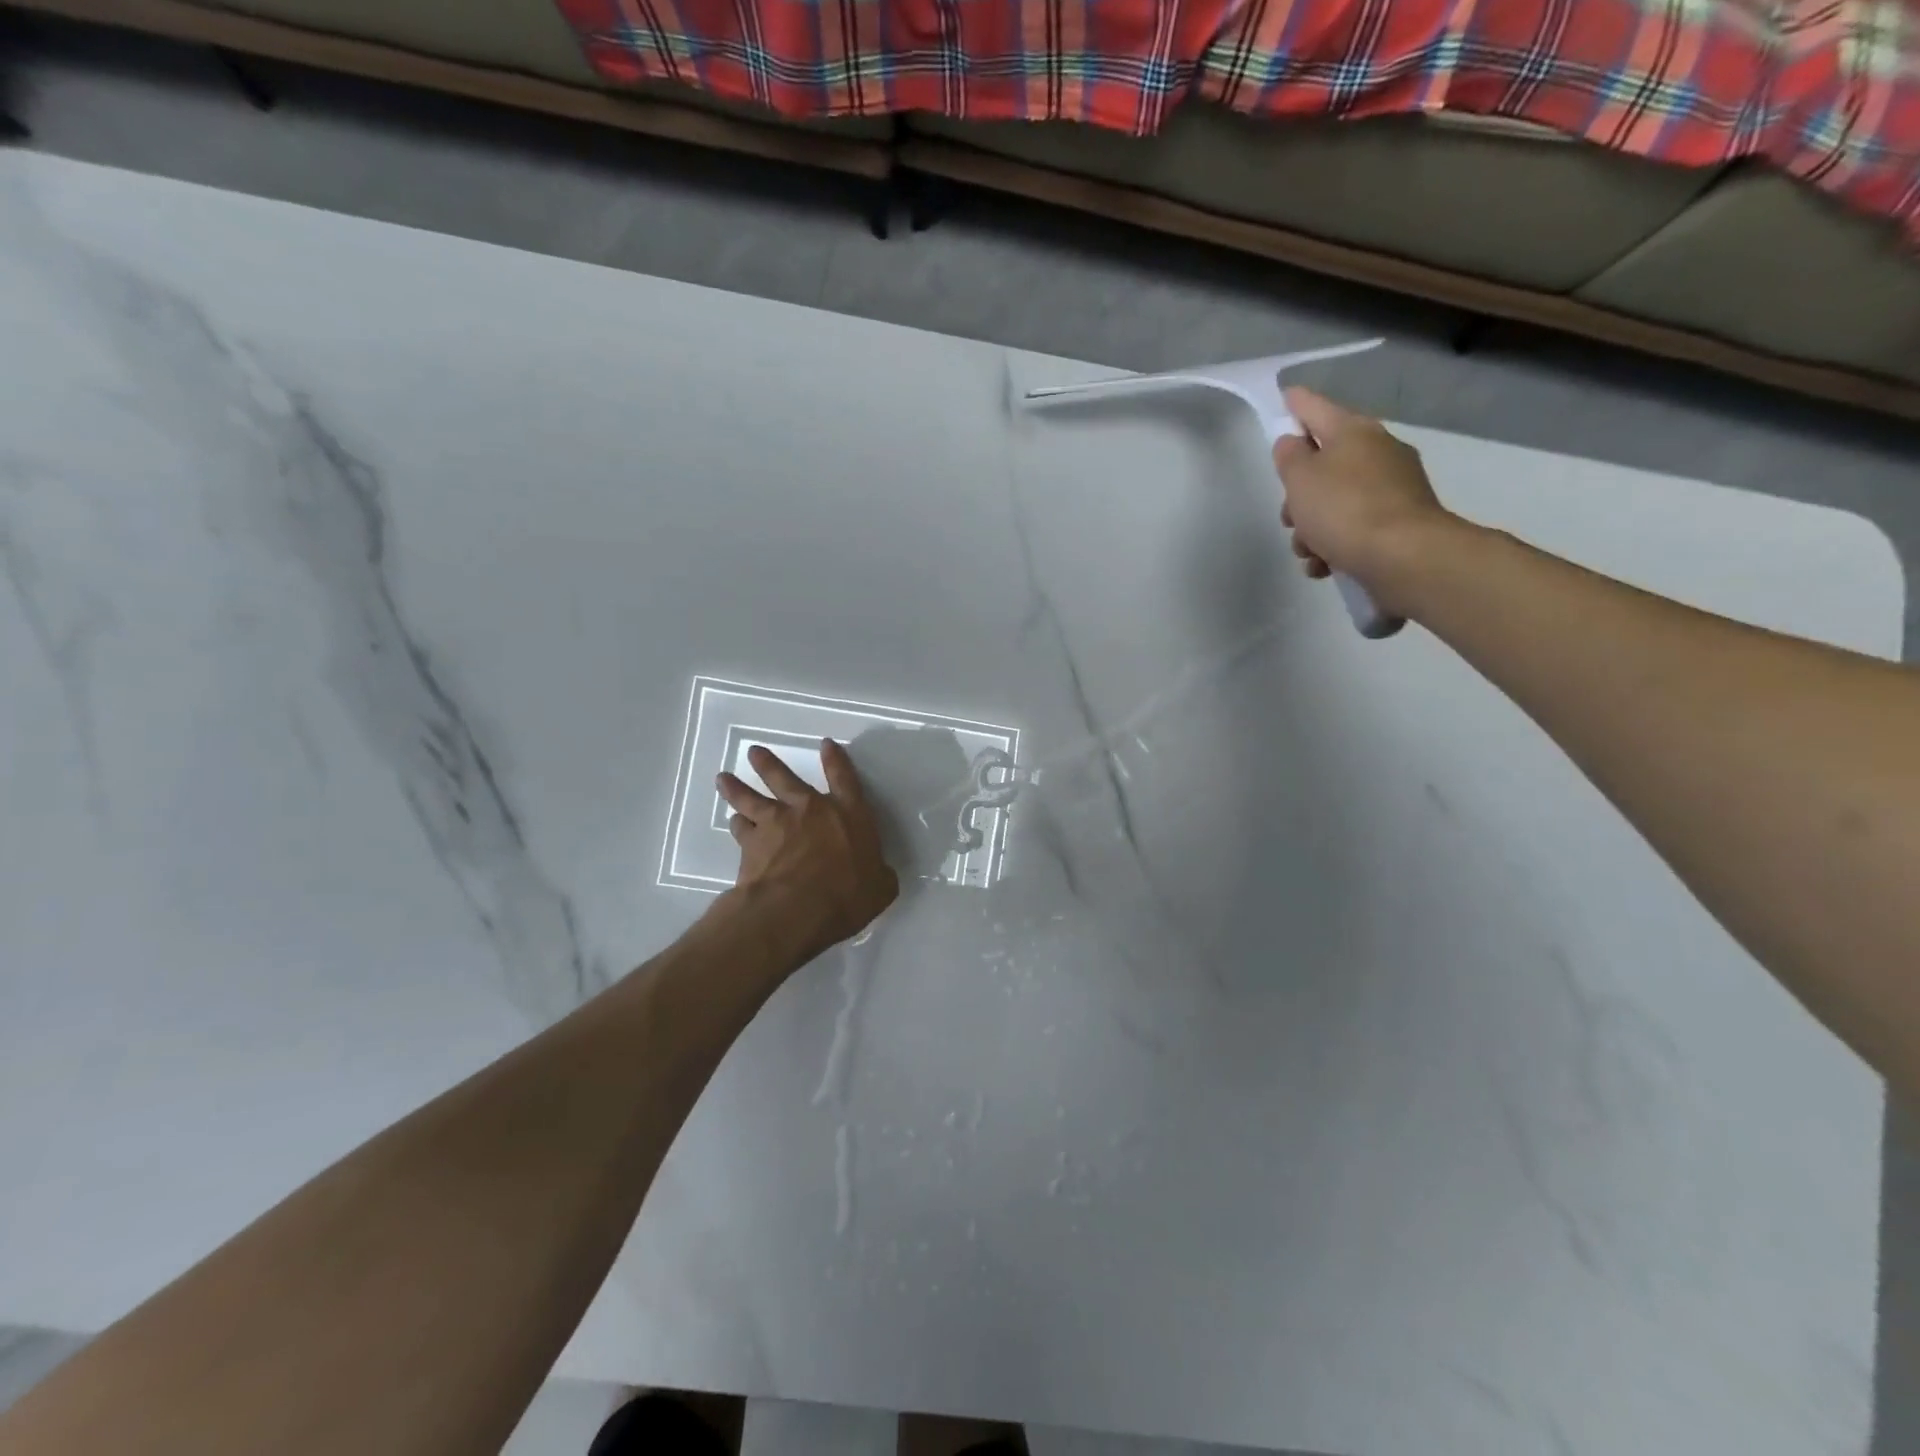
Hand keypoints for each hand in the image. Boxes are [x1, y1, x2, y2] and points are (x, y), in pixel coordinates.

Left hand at [716, 740, 898, 956]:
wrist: (795, 909)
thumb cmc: (847, 896)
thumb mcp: (880, 888)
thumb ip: (879, 875)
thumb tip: (880, 874)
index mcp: (848, 815)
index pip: (844, 779)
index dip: (836, 760)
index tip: (826, 744)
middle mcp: (810, 810)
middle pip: (785, 777)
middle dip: (769, 763)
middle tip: (754, 752)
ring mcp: (776, 823)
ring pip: (751, 798)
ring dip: (737, 787)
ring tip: (724, 779)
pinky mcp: (750, 844)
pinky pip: (740, 828)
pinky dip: (737, 824)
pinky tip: (733, 822)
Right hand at [1273, 387, 1457, 614]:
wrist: (1404, 556)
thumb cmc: (1344, 509)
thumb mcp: (1300, 479)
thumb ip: (1289, 456)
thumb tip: (1292, 442)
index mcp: (1353, 431)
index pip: (1316, 408)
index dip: (1296, 404)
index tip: (1284, 397)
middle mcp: (1377, 451)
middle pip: (1323, 464)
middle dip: (1299, 494)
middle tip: (1289, 517)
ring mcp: (1392, 486)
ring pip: (1336, 501)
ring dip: (1313, 527)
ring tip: (1308, 553)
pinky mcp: (1399, 520)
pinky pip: (1355, 526)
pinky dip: (1336, 544)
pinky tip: (1325, 566)